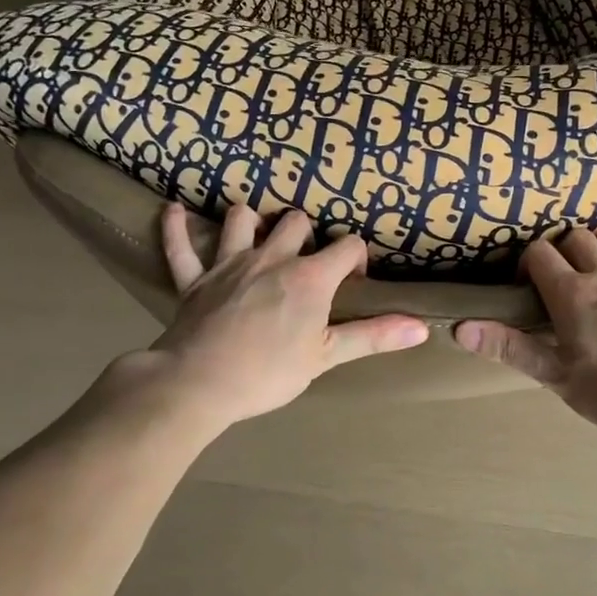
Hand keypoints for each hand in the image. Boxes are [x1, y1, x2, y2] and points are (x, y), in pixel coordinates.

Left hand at [113, 202, 427, 431]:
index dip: (355, 258)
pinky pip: (180, 246)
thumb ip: (373, 336)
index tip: (352, 282)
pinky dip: (176, 228)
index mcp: (308, 277)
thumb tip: (422, 327)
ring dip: (252, 221)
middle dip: (305, 234)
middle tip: (306, 261)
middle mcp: (271, 258)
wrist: (200, 385)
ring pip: (242, 219)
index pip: (346, 246)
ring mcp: (228, 264)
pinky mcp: (193, 279)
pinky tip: (174, 210)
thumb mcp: (327, 357)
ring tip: (258, 233)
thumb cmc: (269, 372)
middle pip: (294, 222)